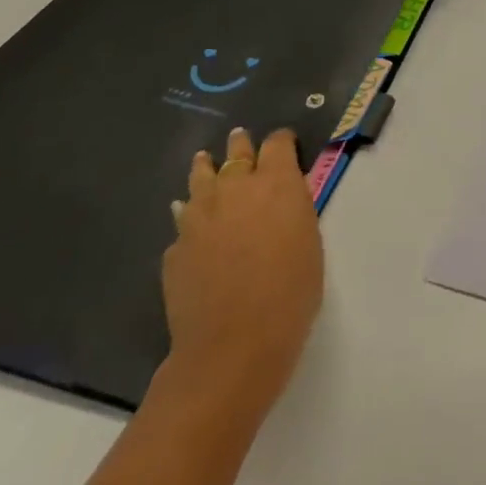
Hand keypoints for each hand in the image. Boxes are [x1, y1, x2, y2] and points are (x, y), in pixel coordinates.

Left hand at [161, 127, 323, 415]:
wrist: (233, 346)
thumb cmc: (291, 293)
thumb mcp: (309, 241)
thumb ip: (293, 209)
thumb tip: (278, 198)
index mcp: (276, 183)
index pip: (278, 143)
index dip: (282, 141)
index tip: (285, 144)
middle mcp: (235, 188)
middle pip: (236, 153)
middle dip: (241, 145)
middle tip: (240, 138)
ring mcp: (199, 216)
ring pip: (200, 177)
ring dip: (206, 168)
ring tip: (205, 161)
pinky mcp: (175, 247)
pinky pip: (185, 220)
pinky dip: (192, 215)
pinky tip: (193, 224)